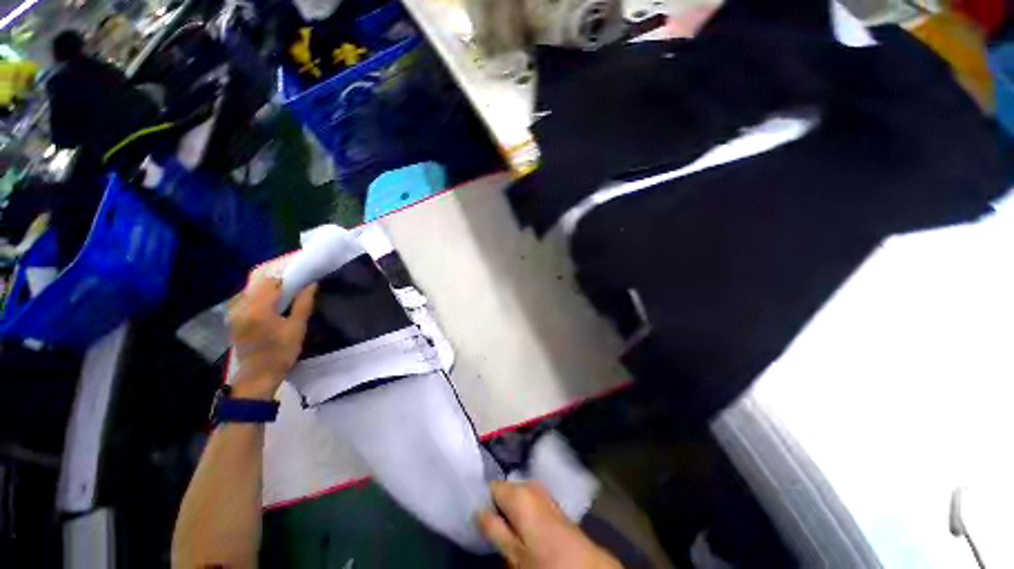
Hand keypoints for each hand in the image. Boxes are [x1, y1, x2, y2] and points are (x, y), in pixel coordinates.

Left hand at [227, 276, 316, 399]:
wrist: (258, 375)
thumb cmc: (281, 352)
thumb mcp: (297, 328)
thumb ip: (303, 303)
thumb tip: (311, 284)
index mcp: (258, 308)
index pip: (271, 282)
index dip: (287, 279)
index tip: (301, 283)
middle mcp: (241, 307)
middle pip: (259, 285)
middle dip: (278, 284)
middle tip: (295, 290)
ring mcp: (234, 313)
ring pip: (252, 291)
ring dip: (268, 291)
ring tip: (285, 298)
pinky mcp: (233, 319)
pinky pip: (247, 300)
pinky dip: (260, 298)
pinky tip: (271, 307)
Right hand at [478, 481, 621, 568]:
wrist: (586, 566)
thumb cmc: (545, 561)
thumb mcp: (514, 553)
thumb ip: (493, 529)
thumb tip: (477, 511)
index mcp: (519, 492)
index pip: (491, 486)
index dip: (484, 502)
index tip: (481, 520)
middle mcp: (530, 485)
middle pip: (505, 491)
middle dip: (499, 508)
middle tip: (497, 532)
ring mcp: (543, 492)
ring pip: (517, 497)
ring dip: (512, 513)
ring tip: (512, 535)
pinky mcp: (551, 502)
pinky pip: (529, 502)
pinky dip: (524, 513)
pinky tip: (527, 532)